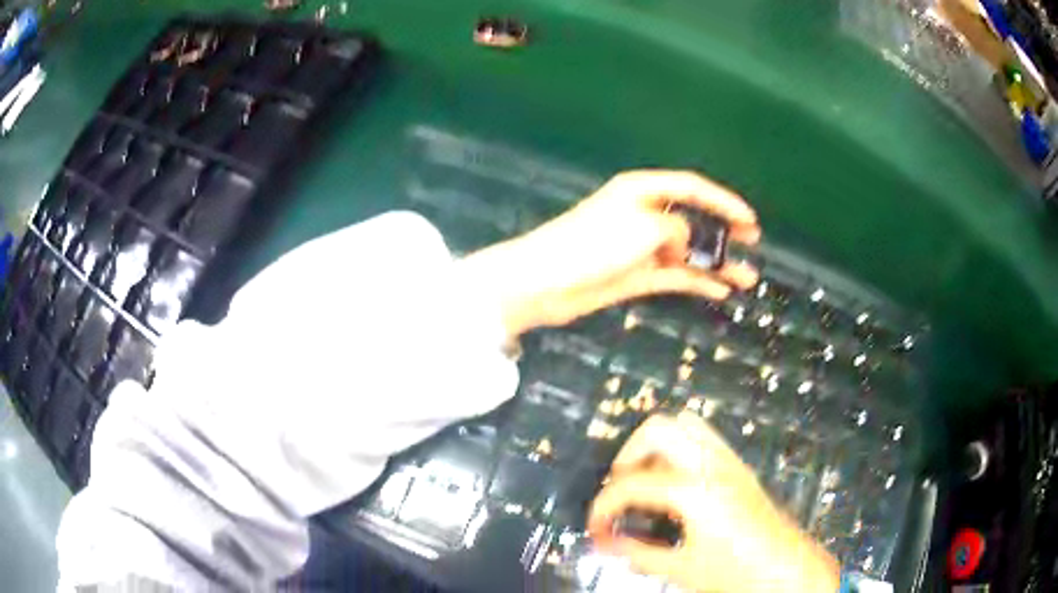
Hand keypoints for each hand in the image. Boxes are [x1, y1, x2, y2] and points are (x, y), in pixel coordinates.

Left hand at [459, 170, 760, 338]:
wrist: (546, 282)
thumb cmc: (592, 243)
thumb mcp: (644, 226)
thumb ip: (676, 229)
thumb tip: (685, 241)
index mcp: (642, 190)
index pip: (691, 187)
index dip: (723, 200)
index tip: (749, 219)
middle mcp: (644, 214)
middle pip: (692, 217)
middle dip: (723, 229)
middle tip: (752, 240)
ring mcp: (640, 246)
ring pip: (687, 251)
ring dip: (715, 262)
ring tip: (746, 276)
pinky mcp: (635, 274)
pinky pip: (674, 274)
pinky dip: (696, 280)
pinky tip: (719, 289)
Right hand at [588, 413, 839, 592]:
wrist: (786, 568)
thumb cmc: (738, 572)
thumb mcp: (681, 569)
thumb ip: (638, 555)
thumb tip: (608, 544)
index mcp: (693, 491)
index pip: (631, 485)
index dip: (603, 506)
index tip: (596, 527)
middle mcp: (711, 465)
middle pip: (658, 430)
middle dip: (628, 458)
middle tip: (620, 491)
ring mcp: (729, 461)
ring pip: (684, 424)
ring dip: (655, 448)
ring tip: (645, 482)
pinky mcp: (740, 467)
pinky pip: (703, 438)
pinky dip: (679, 449)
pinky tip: (675, 484)